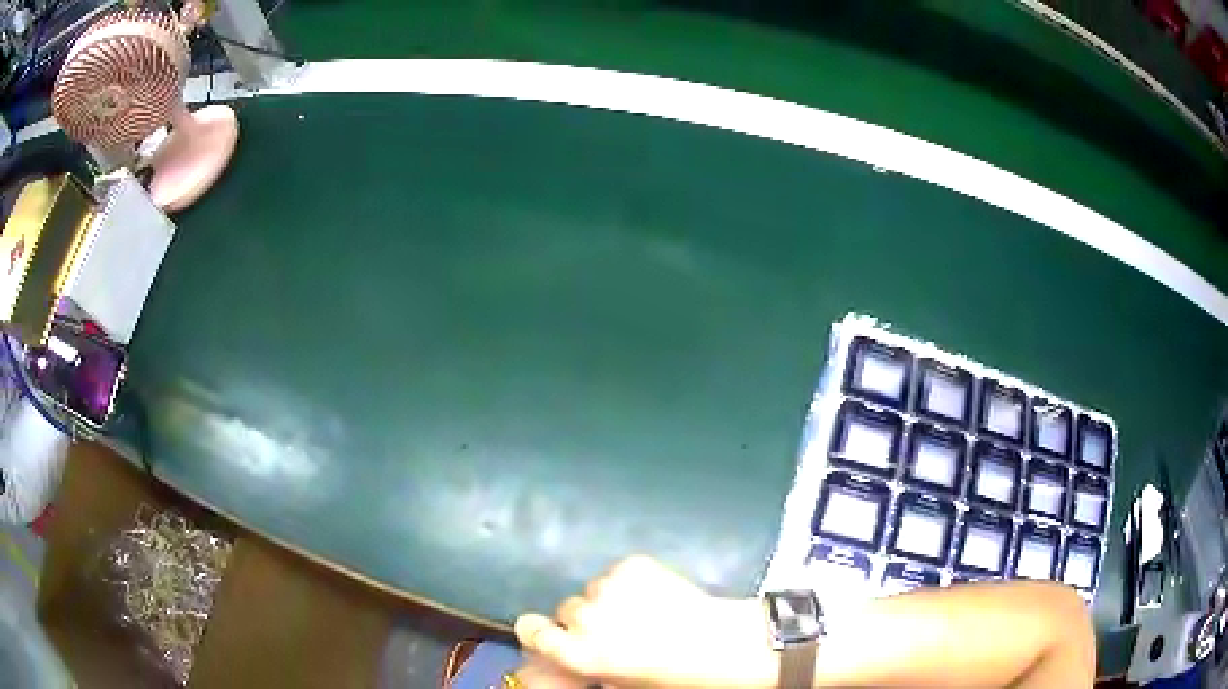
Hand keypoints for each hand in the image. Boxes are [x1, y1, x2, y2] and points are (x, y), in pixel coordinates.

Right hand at [513, 556, 776, 687]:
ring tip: (642, 610)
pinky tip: (656, 594)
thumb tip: (561, 658)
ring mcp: (608, 586)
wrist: (721, 645)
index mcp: (577, 652)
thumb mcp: (617, 681)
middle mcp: (584, 617)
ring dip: (608, 598)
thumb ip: (580, 664)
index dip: (539, 630)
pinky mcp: (633, 564)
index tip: (553, 633)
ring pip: (593, 588)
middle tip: (615, 628)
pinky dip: (630, 581)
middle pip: (566, 608)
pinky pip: (618, 571)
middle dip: (584, 618)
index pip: (529, 628)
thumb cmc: (669, 676)